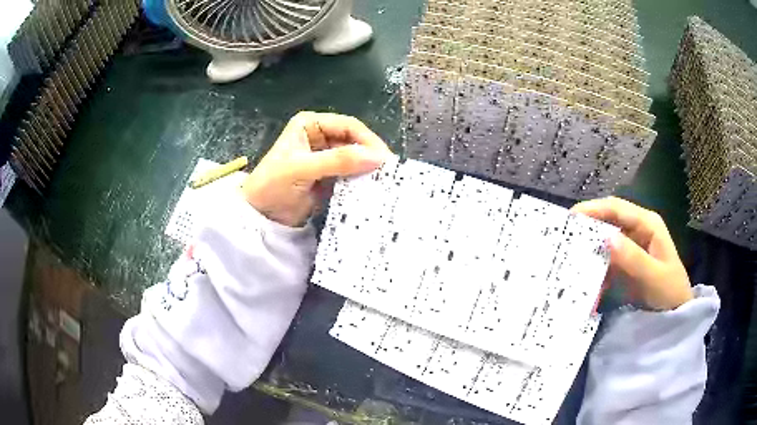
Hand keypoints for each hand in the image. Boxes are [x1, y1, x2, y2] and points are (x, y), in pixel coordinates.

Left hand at [242, 112, 392, 226]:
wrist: (260, 216)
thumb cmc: (273, 185)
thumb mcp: (302, 169)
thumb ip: (338, 161)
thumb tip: (377, 158)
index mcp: (311, 124)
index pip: (348, 126)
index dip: (367, 140)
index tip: (384, 158)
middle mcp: (320, 136)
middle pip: (353, 141)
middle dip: (370, 155)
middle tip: (388, 172)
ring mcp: (325, 157)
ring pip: (354, 158)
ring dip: (367, 168)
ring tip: (384, 181)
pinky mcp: (329, 176)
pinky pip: (350, 174)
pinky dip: (360, 181)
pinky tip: (371, 188)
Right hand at [572, 197, 692, 310]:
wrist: (675, 312)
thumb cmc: (670, 291)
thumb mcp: (655, 276)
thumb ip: (633, 258)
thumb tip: (607, 238)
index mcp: (647, 224)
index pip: (617, 208)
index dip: (594, 209)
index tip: (571, 218)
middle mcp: (637, 230)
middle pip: (608, 221)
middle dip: (587, 229)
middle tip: (564, 239)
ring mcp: (631, 247)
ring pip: (605, 242)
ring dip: (589, 251)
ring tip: (569, 260)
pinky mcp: (625, 263)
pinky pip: (606, 261)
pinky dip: (595, 270)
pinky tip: (584, 280)